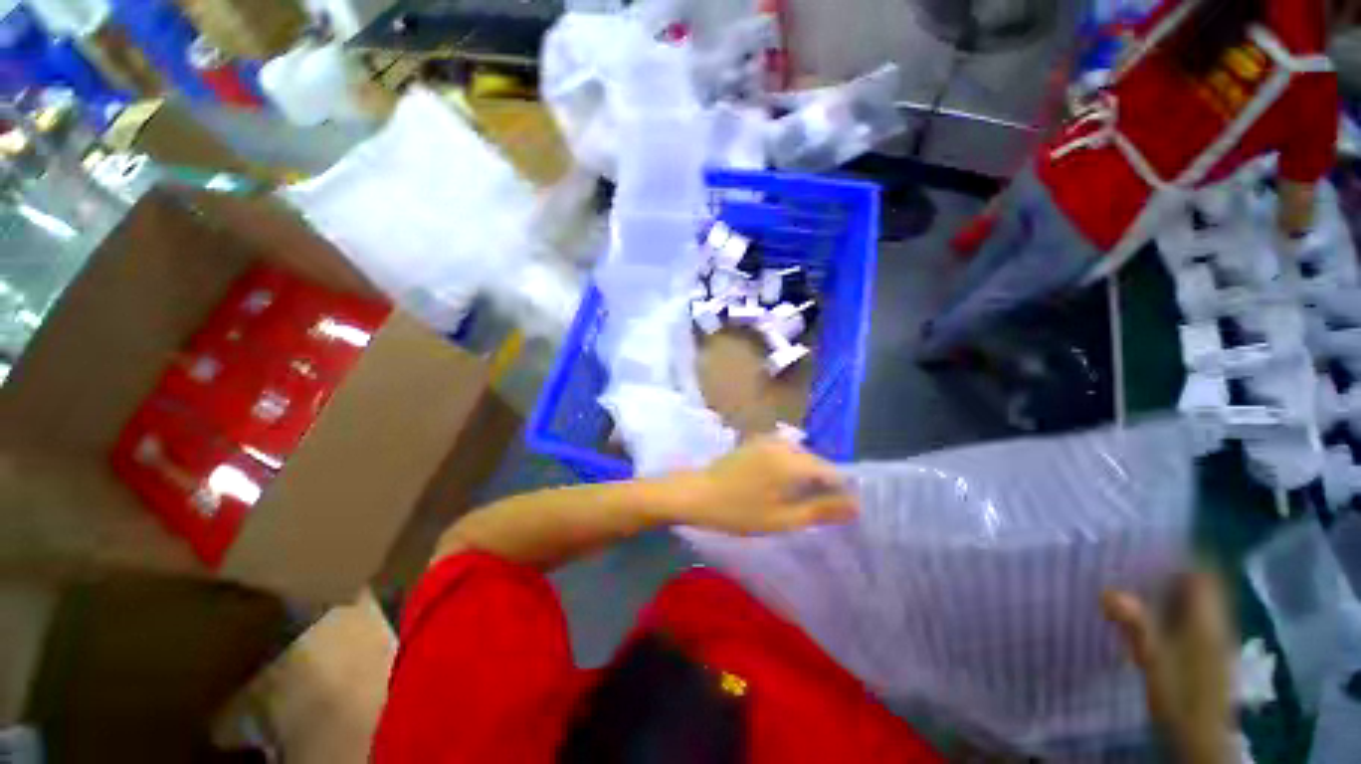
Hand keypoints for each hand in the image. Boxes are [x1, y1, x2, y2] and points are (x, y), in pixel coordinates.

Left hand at [661, 437, 857, 534]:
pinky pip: (785, 454)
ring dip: (805, 478)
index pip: (833, 472)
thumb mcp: (782, 519)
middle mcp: (784, 443)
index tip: (839, 513)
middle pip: (817, 463)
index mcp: (793, 461)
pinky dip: (790, 470)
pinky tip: (779, 487)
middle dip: (822, 485)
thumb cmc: (738, 511)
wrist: (697, 493)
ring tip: (798, 502)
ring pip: (801, 458)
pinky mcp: (757, 441)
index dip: (841, 493)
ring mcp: (769, 440)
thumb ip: (821, 510)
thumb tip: (856, 506)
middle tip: (816, 512)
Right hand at [1102, 572, 1235, 763]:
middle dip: (1177, 569)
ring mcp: (1215, 640)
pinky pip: (1195, 619)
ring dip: (1176, 590)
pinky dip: (1177, 610)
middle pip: (1204, 585)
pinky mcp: (1209, 655)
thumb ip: (1136, 624)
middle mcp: (1216, 622)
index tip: (1156, 541)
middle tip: (1139, 559)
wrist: (1201, 737)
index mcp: (1207, 619)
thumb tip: (1107, 590)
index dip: (1186, 554)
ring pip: (1200, 602)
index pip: (1205, 573)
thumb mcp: (1154, 661)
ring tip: (1140, 583)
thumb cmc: (1180, 695)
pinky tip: (1154, 617)